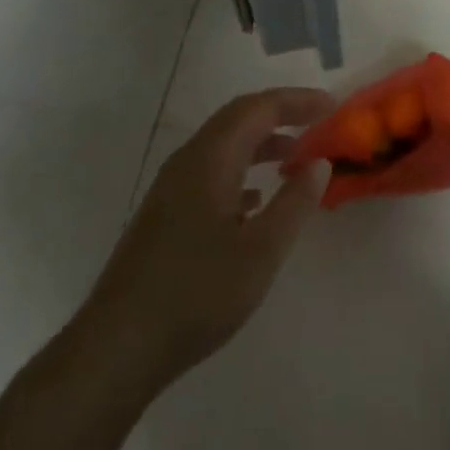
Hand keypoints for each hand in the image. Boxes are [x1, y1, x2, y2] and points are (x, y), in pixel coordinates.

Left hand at [84, 88, 333, 389]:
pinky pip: (211, 171)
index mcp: (211, 157)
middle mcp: (189, 160)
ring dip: (261, 143)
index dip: (297, 101)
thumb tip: (320, 162)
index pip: (259, 108)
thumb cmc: (196, 293)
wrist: (117, 348)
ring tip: (295, 159)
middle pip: (238, 118)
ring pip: (223, 145)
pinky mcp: (164, 215)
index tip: (332, 106)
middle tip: (317, 122)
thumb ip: (294, 203)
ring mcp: (171, 187)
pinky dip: (241, 170)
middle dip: (280, 114)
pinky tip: (255, 201)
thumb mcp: (260, 252)